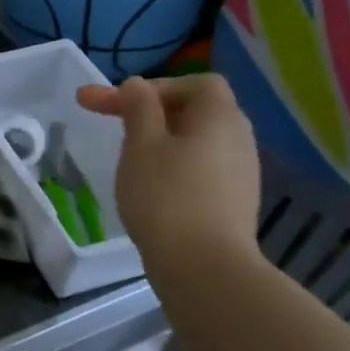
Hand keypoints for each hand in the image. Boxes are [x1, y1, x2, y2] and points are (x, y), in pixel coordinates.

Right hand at [76, 74, 260, 268]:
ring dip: (159, 138)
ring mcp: (240, 172)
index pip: (197, 83)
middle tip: (109, 121)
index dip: (157, 86)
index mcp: (220, 117)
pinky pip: (200, 165)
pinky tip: (149, 184)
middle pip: (195, 109)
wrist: (204, 267)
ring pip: (196, 140)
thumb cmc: (166, 195)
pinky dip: (172, 163)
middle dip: (150, 110)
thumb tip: (138, 85)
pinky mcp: (232, 201)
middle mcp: (238, 139)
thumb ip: (139, 107)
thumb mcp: (142, 143)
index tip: (118, 104)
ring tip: (125, 153)